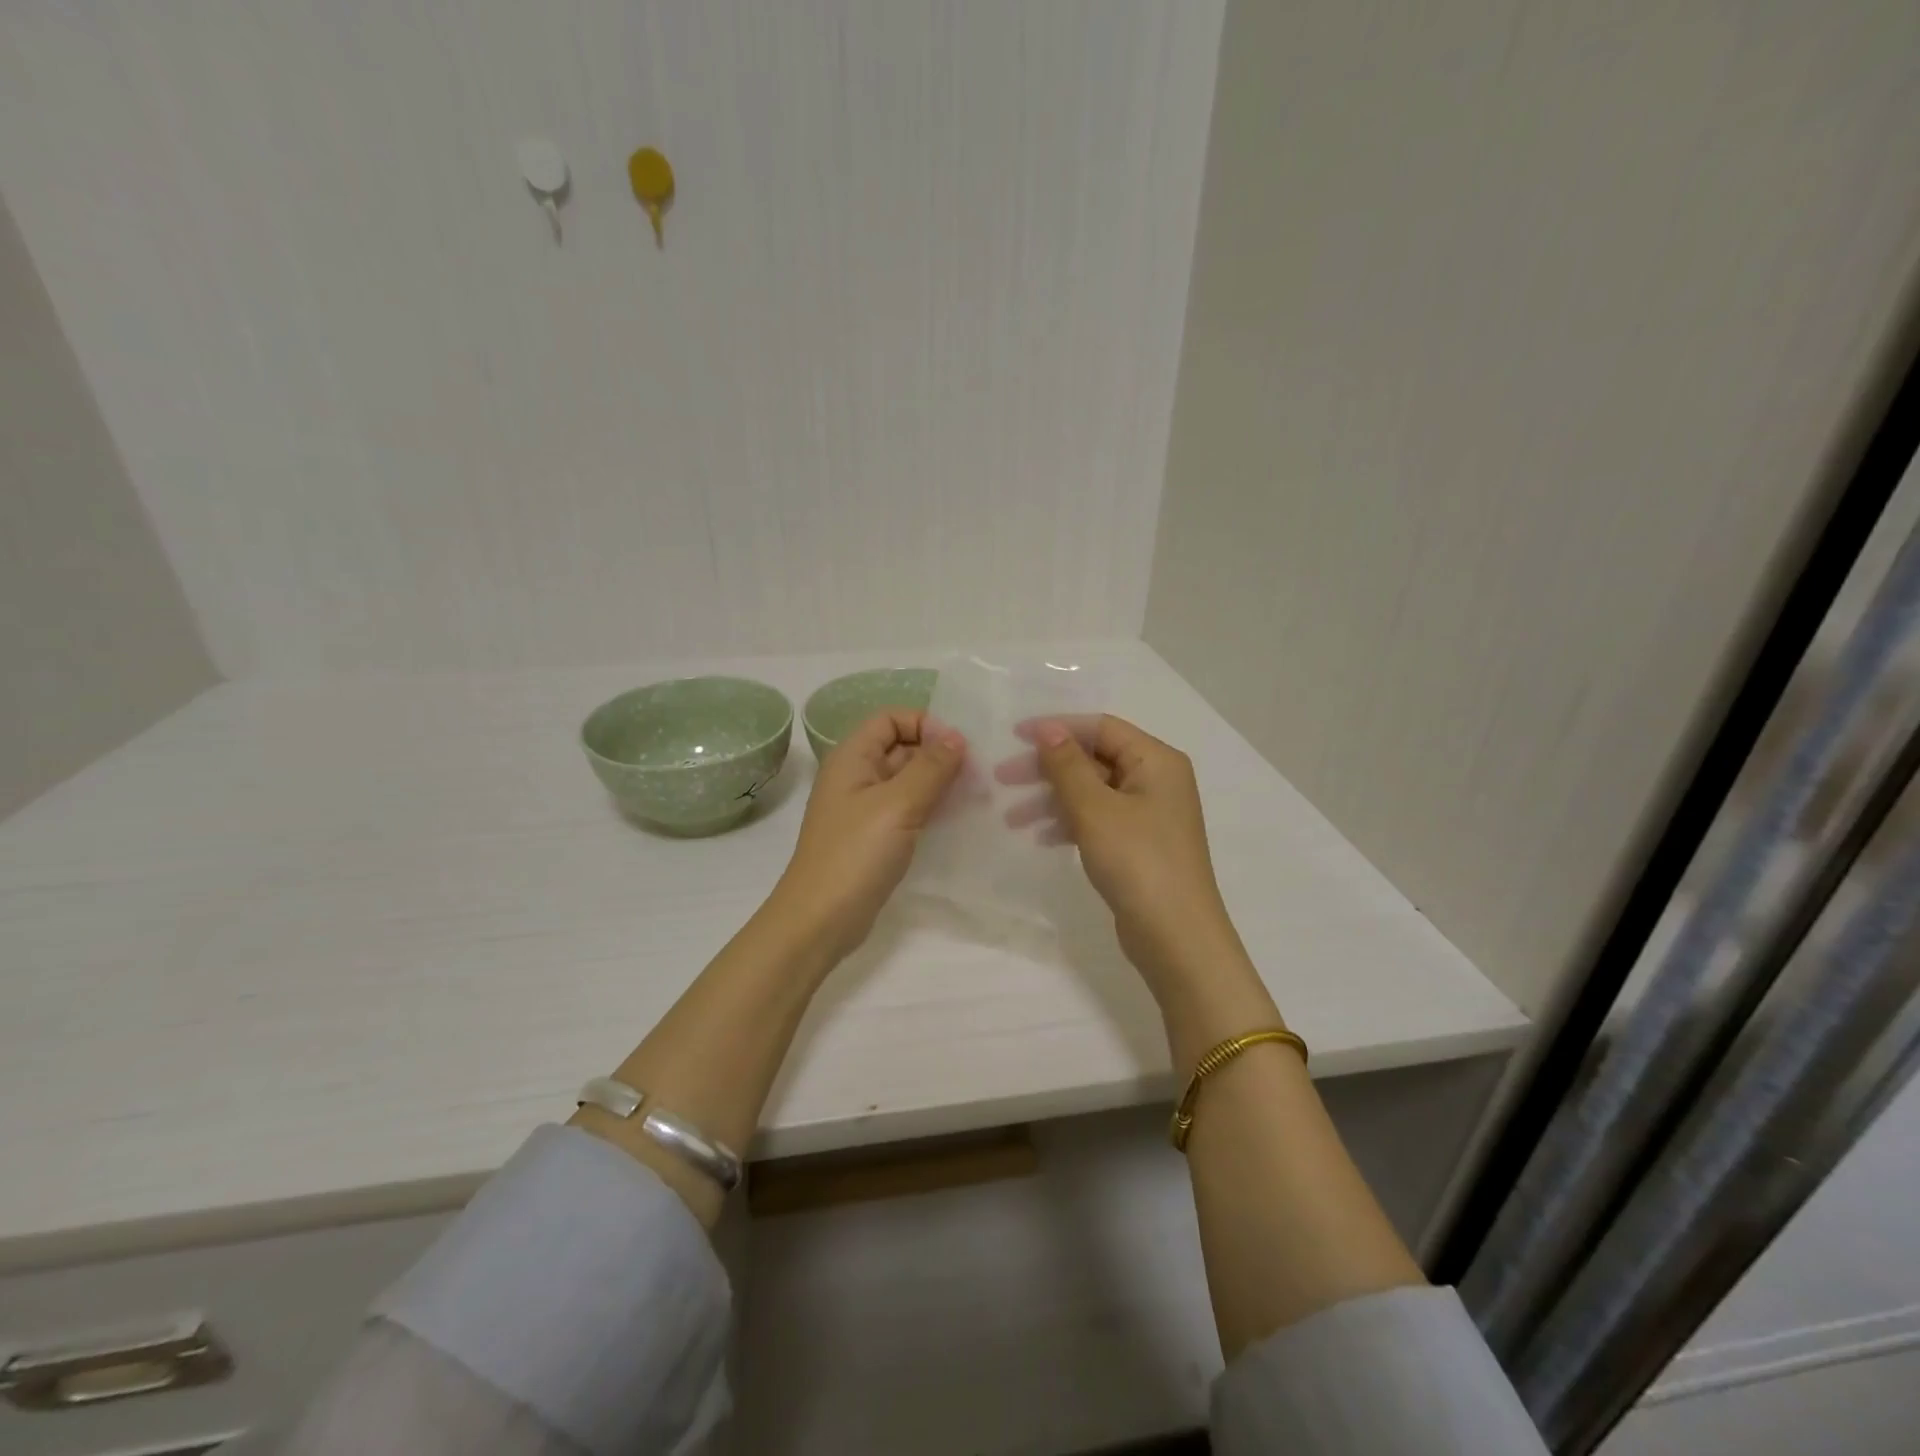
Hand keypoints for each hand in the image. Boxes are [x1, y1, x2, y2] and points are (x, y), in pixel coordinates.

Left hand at [774, 709, 966, 959]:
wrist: (820, 920)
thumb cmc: (855, 854)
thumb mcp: (897, 804)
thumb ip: (930, 767)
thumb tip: (956, 736)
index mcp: (852, 758)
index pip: (890, 718)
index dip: (924, 723)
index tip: (958, 746)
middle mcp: (857, 776)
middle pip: (902, 748)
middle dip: (939, 754)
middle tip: (980, 772)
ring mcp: (865, 809)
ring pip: (908, 781)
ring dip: (940, 783)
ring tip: (979, 794)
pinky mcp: (875, 837)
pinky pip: (908, 810)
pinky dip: (932, 809)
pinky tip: (961, 819)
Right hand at [1005, 715, 1243, 997]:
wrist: (1176, 937)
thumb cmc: (1137, 862)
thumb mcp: (1095, 809)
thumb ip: (1067, 765)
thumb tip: (1047, 728)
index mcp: (1157, 760)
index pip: (1101, 727)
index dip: (1057, 727)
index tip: (1013, 736)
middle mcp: (1157, 780)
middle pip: (1094, 759)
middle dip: (1048, 768)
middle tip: (1002, 779)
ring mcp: (1149, 814)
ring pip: (1092, 791)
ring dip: (1052, 799)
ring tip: (1012, 819)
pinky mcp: (1139, 844)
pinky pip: (1098, 819)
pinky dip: (1069, 822)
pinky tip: (1041, 837)